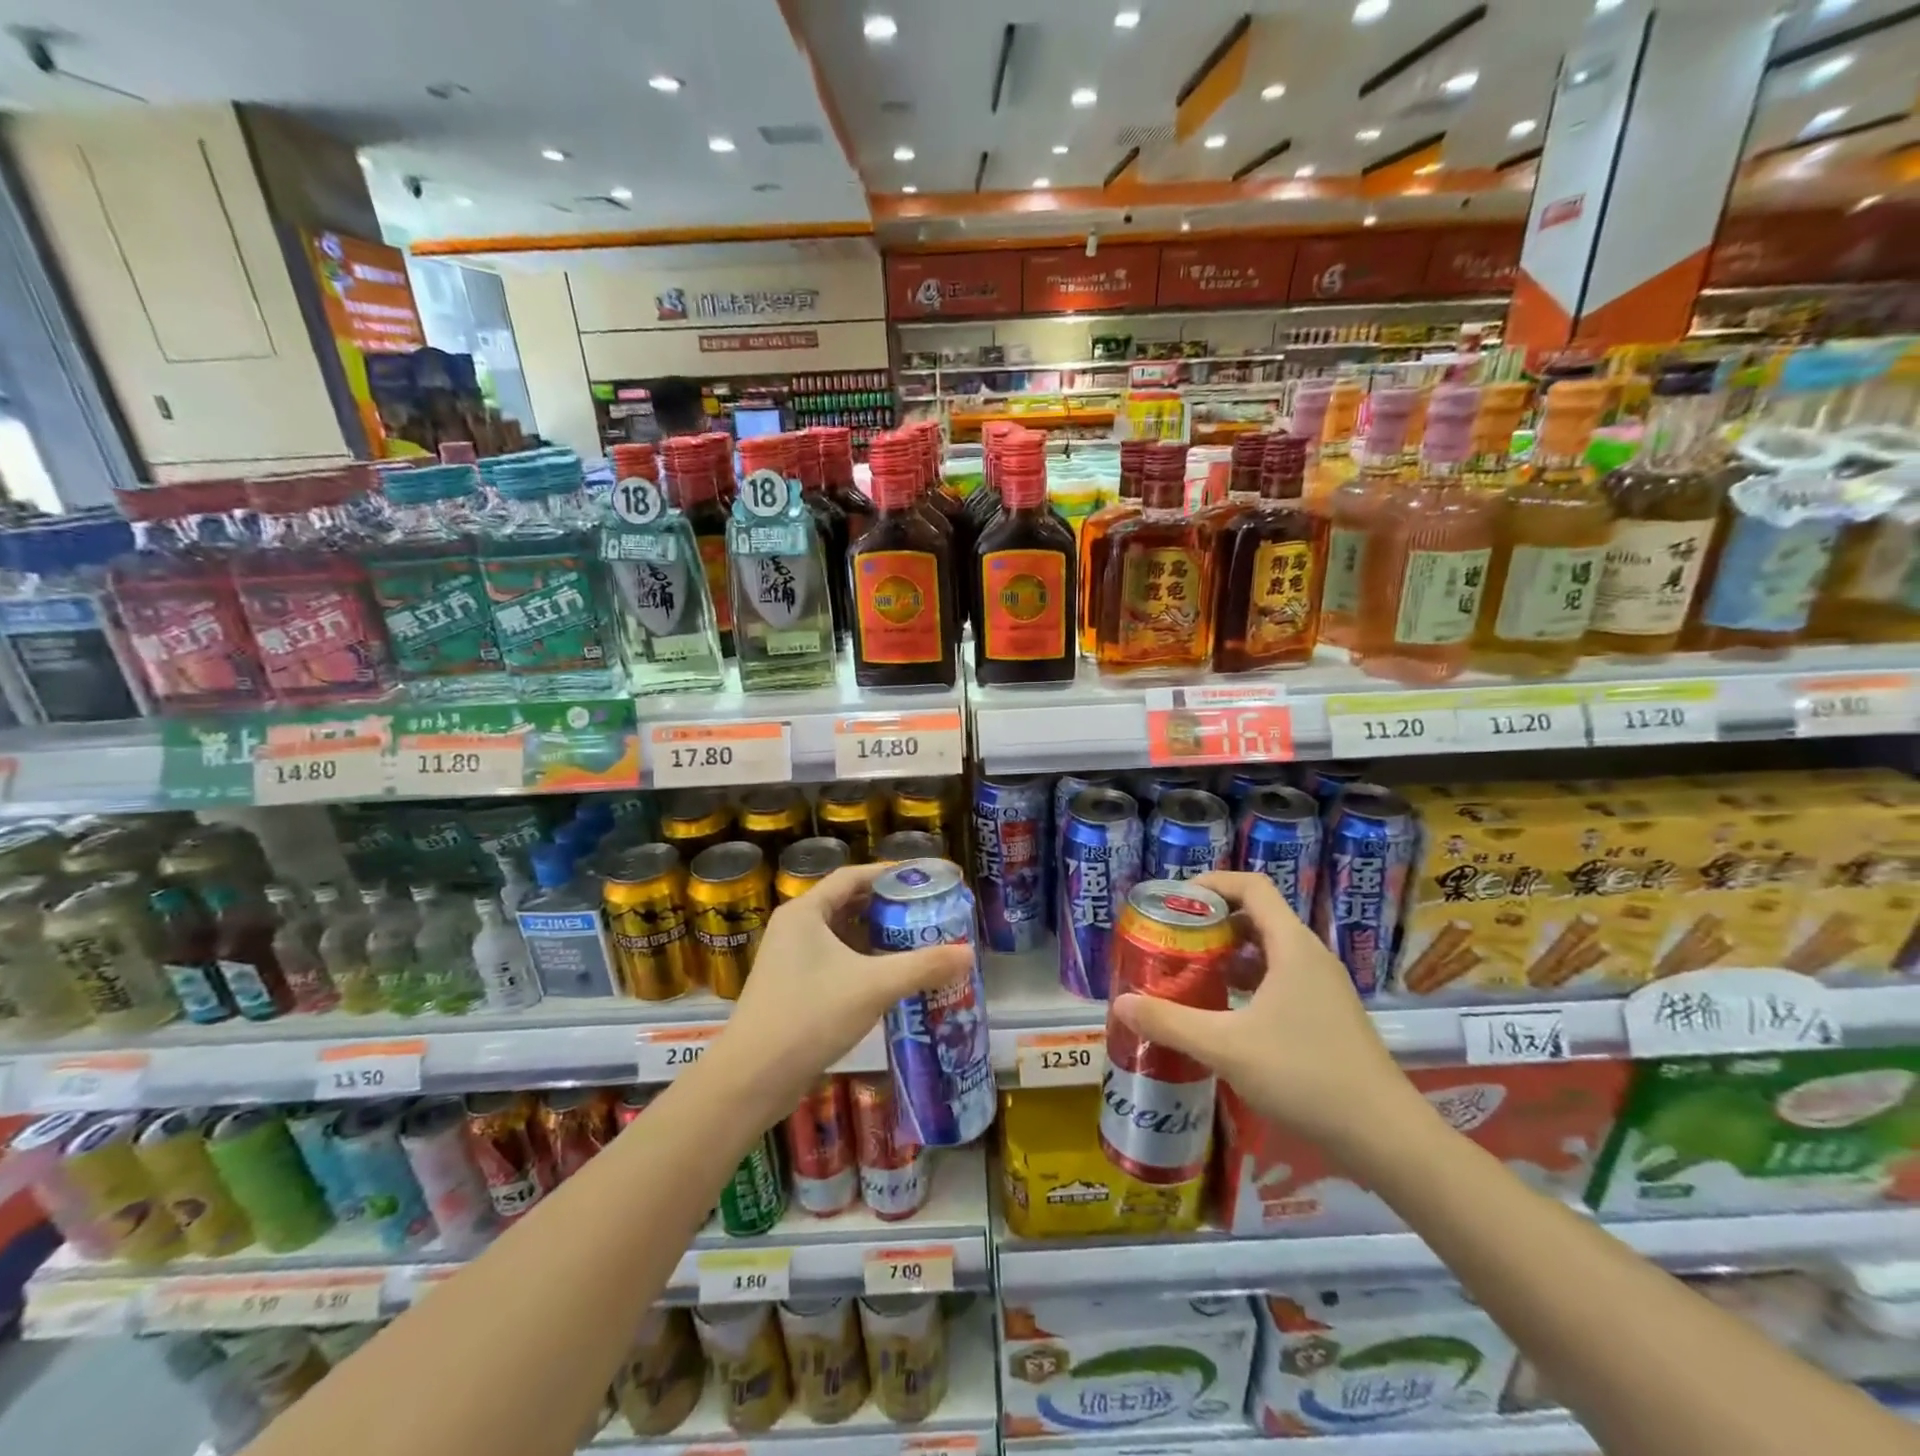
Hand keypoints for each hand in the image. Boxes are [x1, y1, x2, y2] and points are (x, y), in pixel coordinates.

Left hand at [722, 863, 971, 1105]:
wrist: (752, 1079)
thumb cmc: (810, 1016)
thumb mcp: (873, 986)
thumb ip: (922, 967)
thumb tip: (968, 954)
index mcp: (805, 912)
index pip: (853, 877)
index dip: (889, 873)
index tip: (924, 876)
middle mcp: (795, 928)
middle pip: (848, 904)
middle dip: (887, 906)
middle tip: (926, 910)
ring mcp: (790, 959)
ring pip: (841, 936)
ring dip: (876, 937)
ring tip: (916, 940)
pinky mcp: (792, 988)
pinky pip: (834, 961)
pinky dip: (862, 962)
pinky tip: (889, 977)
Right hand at [1111, 871, 1416, 1148]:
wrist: (1386, 1137)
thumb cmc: (1305, 1075)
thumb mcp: (1226, 1047)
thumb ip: (1170, 1022)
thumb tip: (1119, 1004)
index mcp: (1291, 945)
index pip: (1252, 886)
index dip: (1212, 883)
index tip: (1176, 900)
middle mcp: (1310, 956)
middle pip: (1257, 916)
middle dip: (1213, 922)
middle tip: (1174, 939)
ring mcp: (1323, 987)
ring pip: (1269, 951)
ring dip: (1229, 955)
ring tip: (1191, 974)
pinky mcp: (1328, 1015)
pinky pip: (1280, 979)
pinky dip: (1248, 982)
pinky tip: (1224, 1014)